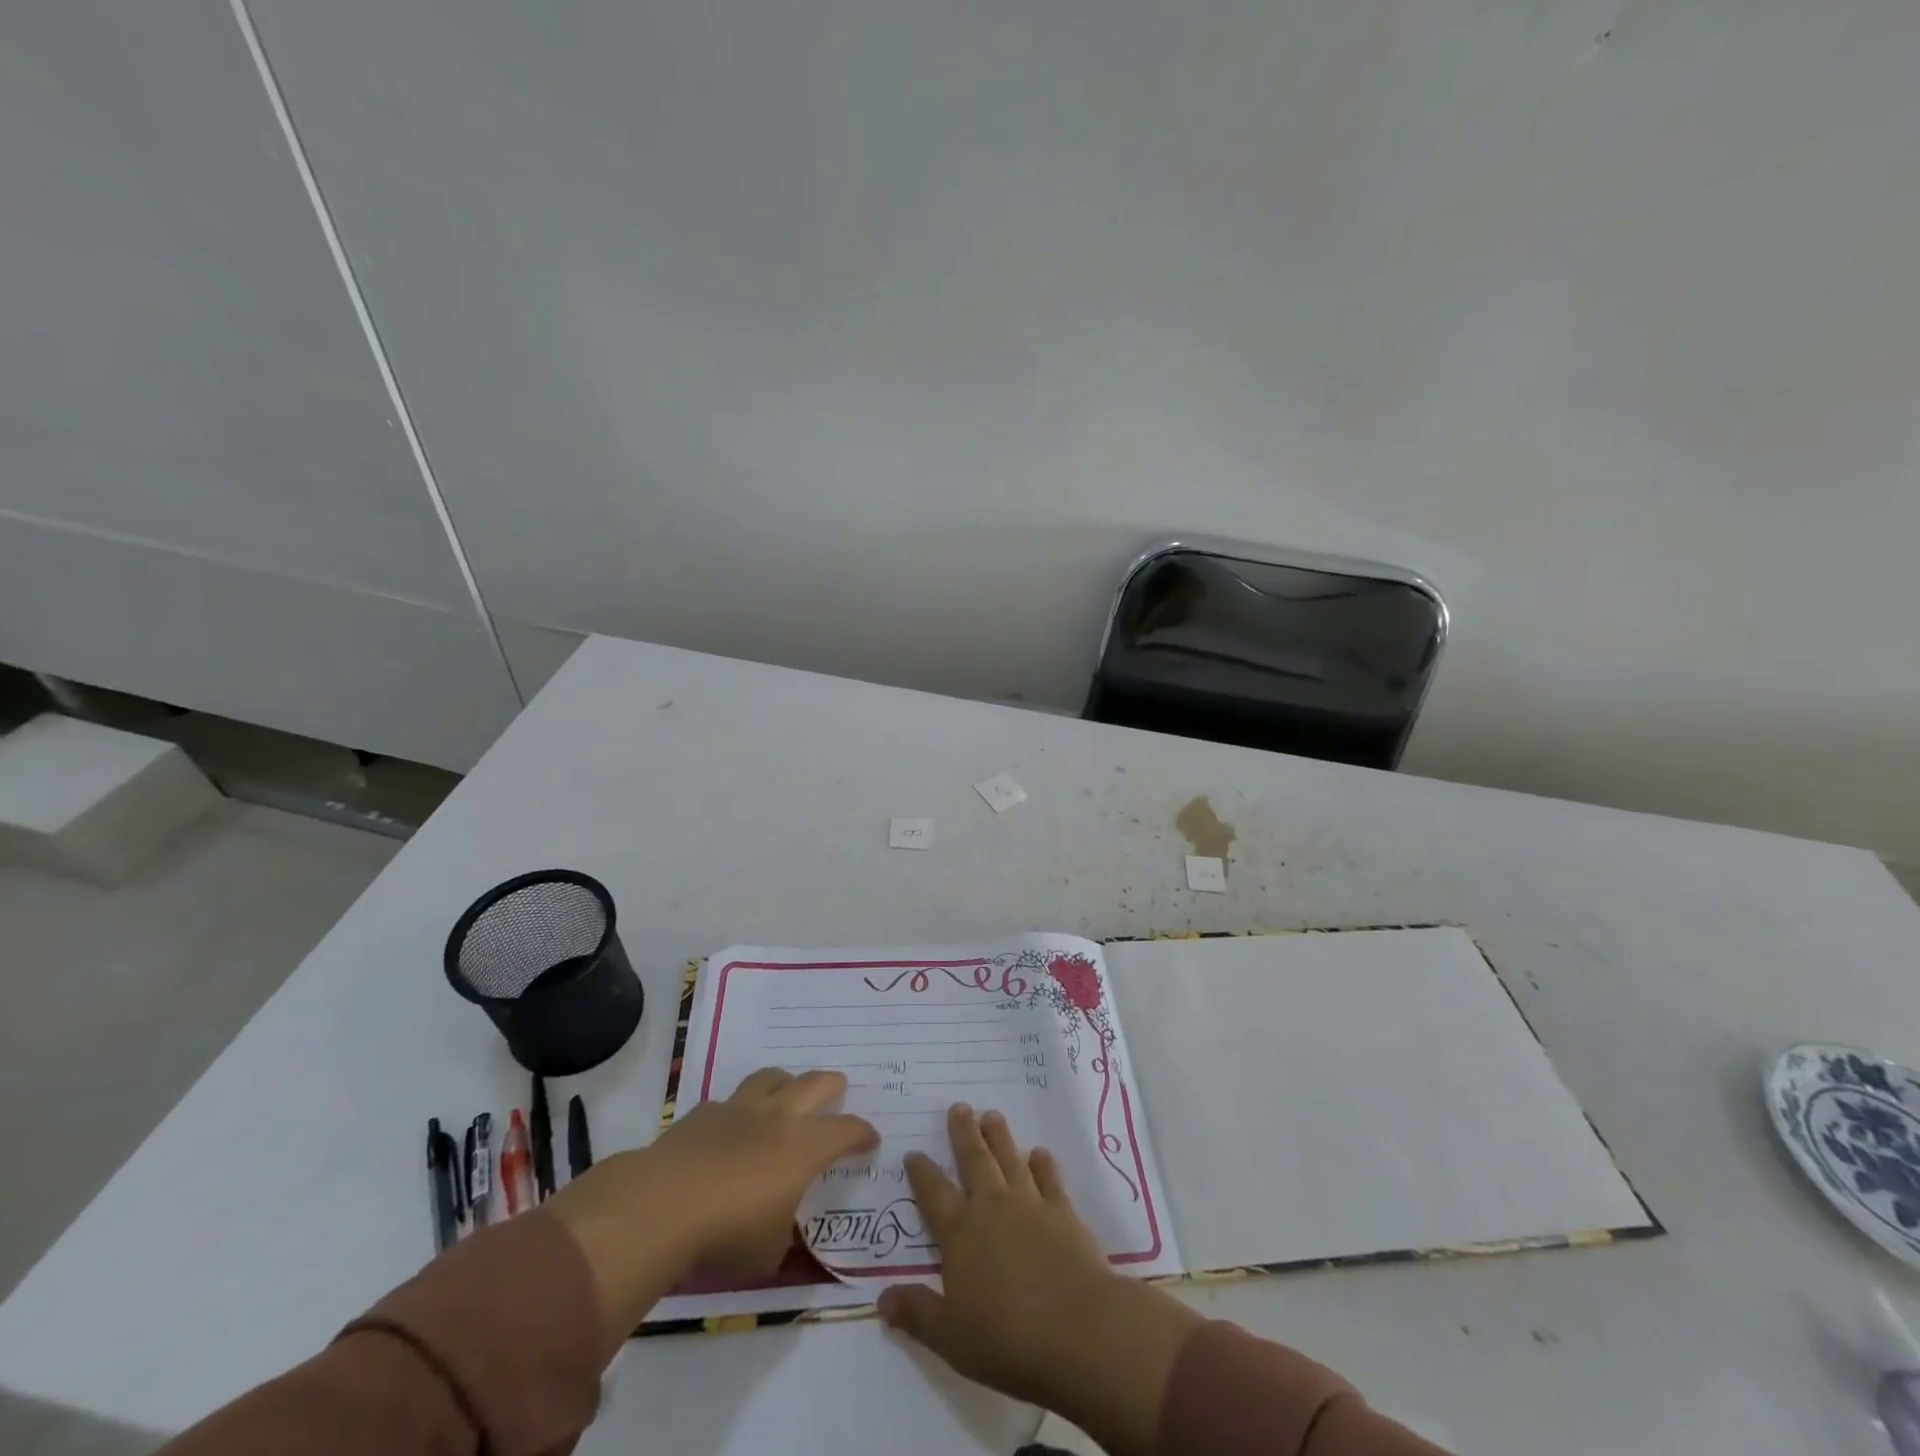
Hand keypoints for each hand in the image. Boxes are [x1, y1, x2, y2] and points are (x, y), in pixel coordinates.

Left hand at [547, 1068, 875, 1345]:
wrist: (661, 1205)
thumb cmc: (727, 1232)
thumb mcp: (769, 1251)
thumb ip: (783, 1234)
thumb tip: (781, 1230)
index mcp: (804, 1147)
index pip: (846, 1130)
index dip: (862, 1134)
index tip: (870, 1139)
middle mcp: (778, 1117)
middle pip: (815, 1083)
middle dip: (832, 1086)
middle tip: (837, 1091)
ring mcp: (738, 1109)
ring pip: (772, 1077)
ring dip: (785, 1083)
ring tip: (786, 1095)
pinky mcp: (701, 1114)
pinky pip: (728, 1101)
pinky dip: (737, 1111)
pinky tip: (730, 1128)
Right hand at [878, 1106, 1200, 1455]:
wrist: (1077, 1328)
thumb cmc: (1007, 1337)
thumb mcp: (950, 1337)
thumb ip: (917, 1313)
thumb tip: (881, 1299)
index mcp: (960, 1233)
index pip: (934, 1194)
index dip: (922, 1172)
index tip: (914, 1152)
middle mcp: (992, 1207)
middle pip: (974, 1160)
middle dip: (964, 1133)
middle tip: (960, 1106)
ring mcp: (1030, 1204)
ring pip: (1010, 1159)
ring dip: (1000, 1137)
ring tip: (992, 1115)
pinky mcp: (1063, 1212)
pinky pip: (1050, 1179)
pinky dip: (1043, 1164)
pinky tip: (1040, 1153)